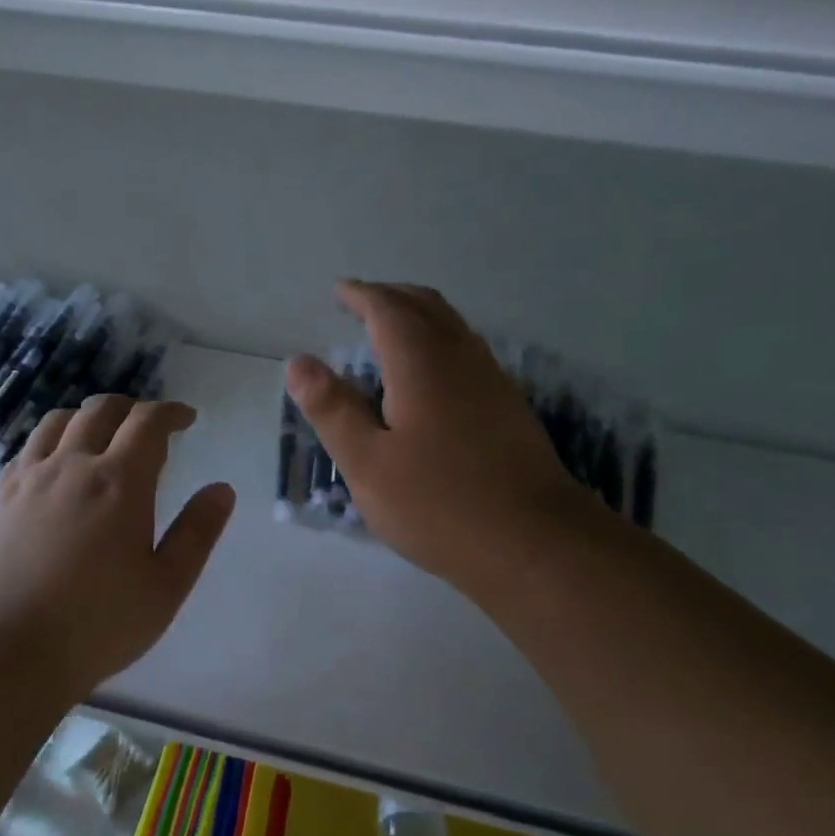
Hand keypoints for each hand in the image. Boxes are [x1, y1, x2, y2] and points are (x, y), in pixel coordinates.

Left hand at [0, 395, 235, 697]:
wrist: (7, 650)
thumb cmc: (98, 623)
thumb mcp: (166, 586)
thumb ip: (197, 533)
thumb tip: (221, 490)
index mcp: (119, 482)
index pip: (148, 423)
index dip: (170, 413)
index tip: (186, 419)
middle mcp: (73, 466)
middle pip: (101, 411)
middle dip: (131, 408)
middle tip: (148, 424)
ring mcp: (31, 480)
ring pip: (58, 422)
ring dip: (87, 416)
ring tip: (101, 434)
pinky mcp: (2, 499)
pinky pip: (27, 449)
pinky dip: (51, 440)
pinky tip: (55, 463)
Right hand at [287, 281, 598, 601]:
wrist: (536, 543)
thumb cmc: (439, 504)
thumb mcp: (367, 463)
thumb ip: (332, 409)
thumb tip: (299, 362)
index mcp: (422, 364)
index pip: (388, 309)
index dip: (361, 296)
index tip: (339, 292)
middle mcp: (461, 358)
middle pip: (426, 306)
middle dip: (390, 296)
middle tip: (360, 303)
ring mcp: (492, 381)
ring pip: (452, 326)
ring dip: (418, 316)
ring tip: (389, 331)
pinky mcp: (509, 407)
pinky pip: (467, 351)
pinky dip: (438, 341)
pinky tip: (429, 375)